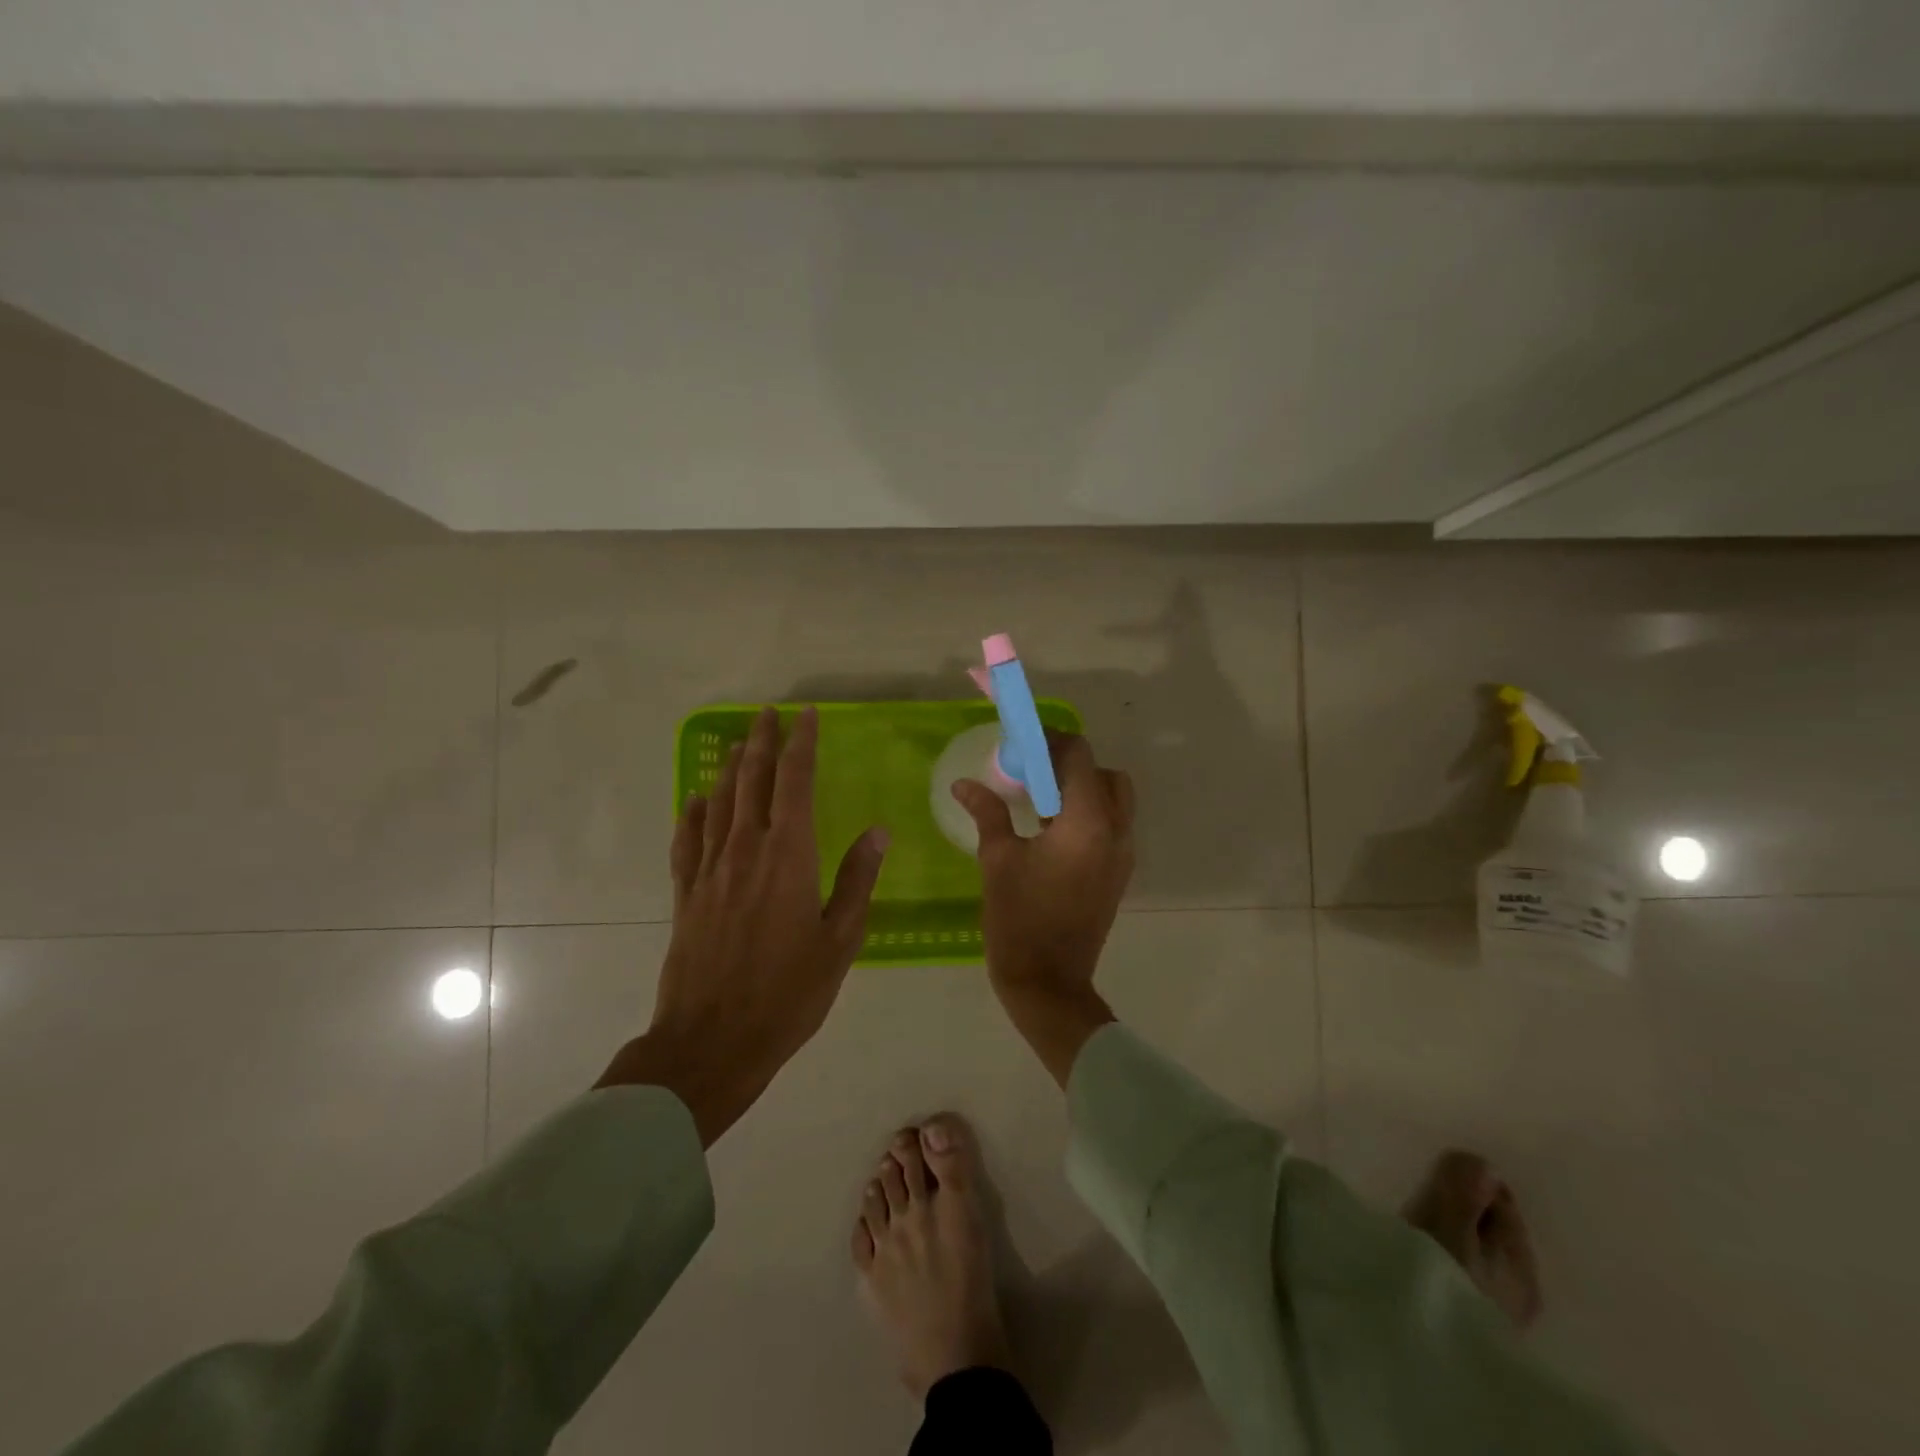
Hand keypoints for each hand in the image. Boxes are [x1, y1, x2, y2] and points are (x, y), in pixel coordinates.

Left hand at [598, 706, 888, 1144]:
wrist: (712, 1041)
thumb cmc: (788, 993)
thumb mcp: (840, 941)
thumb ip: (857, 881)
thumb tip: (879, 832)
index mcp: (788, 856)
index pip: (794, 782)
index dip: (801, 744)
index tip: (806, 716)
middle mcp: (746, 850)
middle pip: (752, 781)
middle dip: (762, 742)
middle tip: (768, 713)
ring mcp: (709, 871)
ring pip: (720, 803)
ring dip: (731, 768)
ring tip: (739, 742)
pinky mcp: (686, 895)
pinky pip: (688, 841)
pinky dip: (693, 814)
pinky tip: (696, 799)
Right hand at [952, 731, 1133, 1086]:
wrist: (1049, 983)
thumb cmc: (1019, 919)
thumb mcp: (998, 860)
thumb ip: (987, 812)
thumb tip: (964, 784)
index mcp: (1087, 822)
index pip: (1080, 756)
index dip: (1051, 742)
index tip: (1022, 745)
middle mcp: (1116, 831)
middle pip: (1105, 774)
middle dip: (1071, 765)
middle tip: (1033, 774)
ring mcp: (1123, 854)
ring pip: (1115, 800)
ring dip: (1082, 789)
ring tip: (1040, 802)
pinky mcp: (1119, 873)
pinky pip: (1112, 825)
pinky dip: (1089, 814)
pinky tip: (1051, 831)